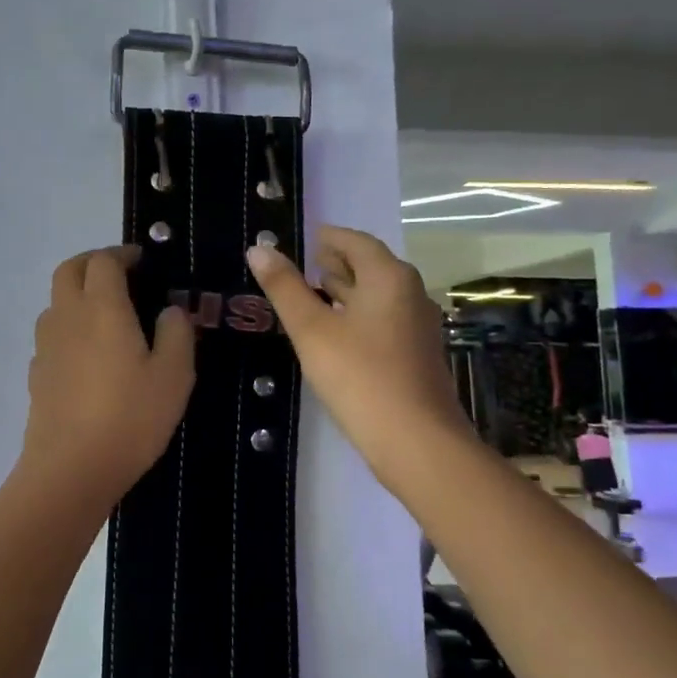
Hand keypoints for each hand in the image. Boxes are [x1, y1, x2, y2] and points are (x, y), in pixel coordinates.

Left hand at [17, 246, 194, 504]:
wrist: (71, 469)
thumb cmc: (130, 417)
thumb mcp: (173, 376)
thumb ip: (176, 334)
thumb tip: (170, 310)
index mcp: (102, 307)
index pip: (104, 261)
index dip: (123, 254)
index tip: (142, 261)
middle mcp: (67, 317)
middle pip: (69, 270)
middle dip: (93, 263)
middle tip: (121, 276)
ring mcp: (46, 346)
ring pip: (56, 302)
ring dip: (78, 295)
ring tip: (107, 316)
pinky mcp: (37, 374)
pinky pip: (52, 336)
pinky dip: (70, 330)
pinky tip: (89, 357)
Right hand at [246, 227, 469, 482]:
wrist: (416, 441)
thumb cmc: (359, 377)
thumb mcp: (312, 330)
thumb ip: (284, 288)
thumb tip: (259, 248)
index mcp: (388, 277)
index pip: (356, 242)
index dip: (329, 237)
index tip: (304, 238)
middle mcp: (410, 293)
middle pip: (371, 266)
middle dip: (338, 262)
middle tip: (304, 263)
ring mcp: (417, 325)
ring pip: (378, 295)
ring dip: (347, 289)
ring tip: (314, 293)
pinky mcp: (416, 354)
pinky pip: (384, 319)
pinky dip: (358, 314)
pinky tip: (337, 333)